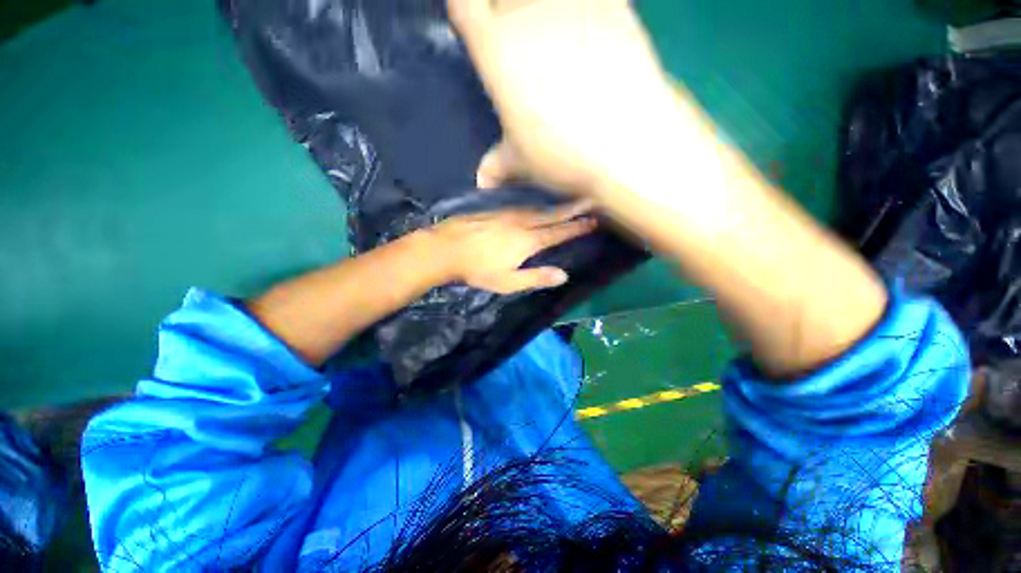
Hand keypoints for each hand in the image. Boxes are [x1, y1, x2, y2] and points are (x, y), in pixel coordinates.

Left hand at [427, 200, 597, 293]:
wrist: (445, 249)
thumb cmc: (477, 270)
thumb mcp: (508, 282)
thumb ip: (536, 277)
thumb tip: (564, 275)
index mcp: (527, 241)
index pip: (557, 232)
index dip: (576, 227)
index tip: (592, 221)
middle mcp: (521, 223)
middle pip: (551, 215)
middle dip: (572, 208)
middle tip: (589, 201)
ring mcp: (506, 214)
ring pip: (536, 209)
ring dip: (554, 206)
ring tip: (567, 202)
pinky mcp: (494, 211)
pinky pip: (521, 207)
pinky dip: (535, 206)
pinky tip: (534, 208)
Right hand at [448, 0, 678, 194]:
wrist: (625, 143)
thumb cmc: (561, 153)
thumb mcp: (522, 162)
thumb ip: (497, 164)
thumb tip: (483, 180)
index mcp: (496, 48)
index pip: (465, 5)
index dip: (468, 14)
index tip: (477, 30)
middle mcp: (527, 12)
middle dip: (504, 14)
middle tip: (520, 47)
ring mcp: (571, 3)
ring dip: (541, 13)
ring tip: (555, 46)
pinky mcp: (613, 4)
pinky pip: (591, 0)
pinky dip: (584, 14)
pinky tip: (590, 39)